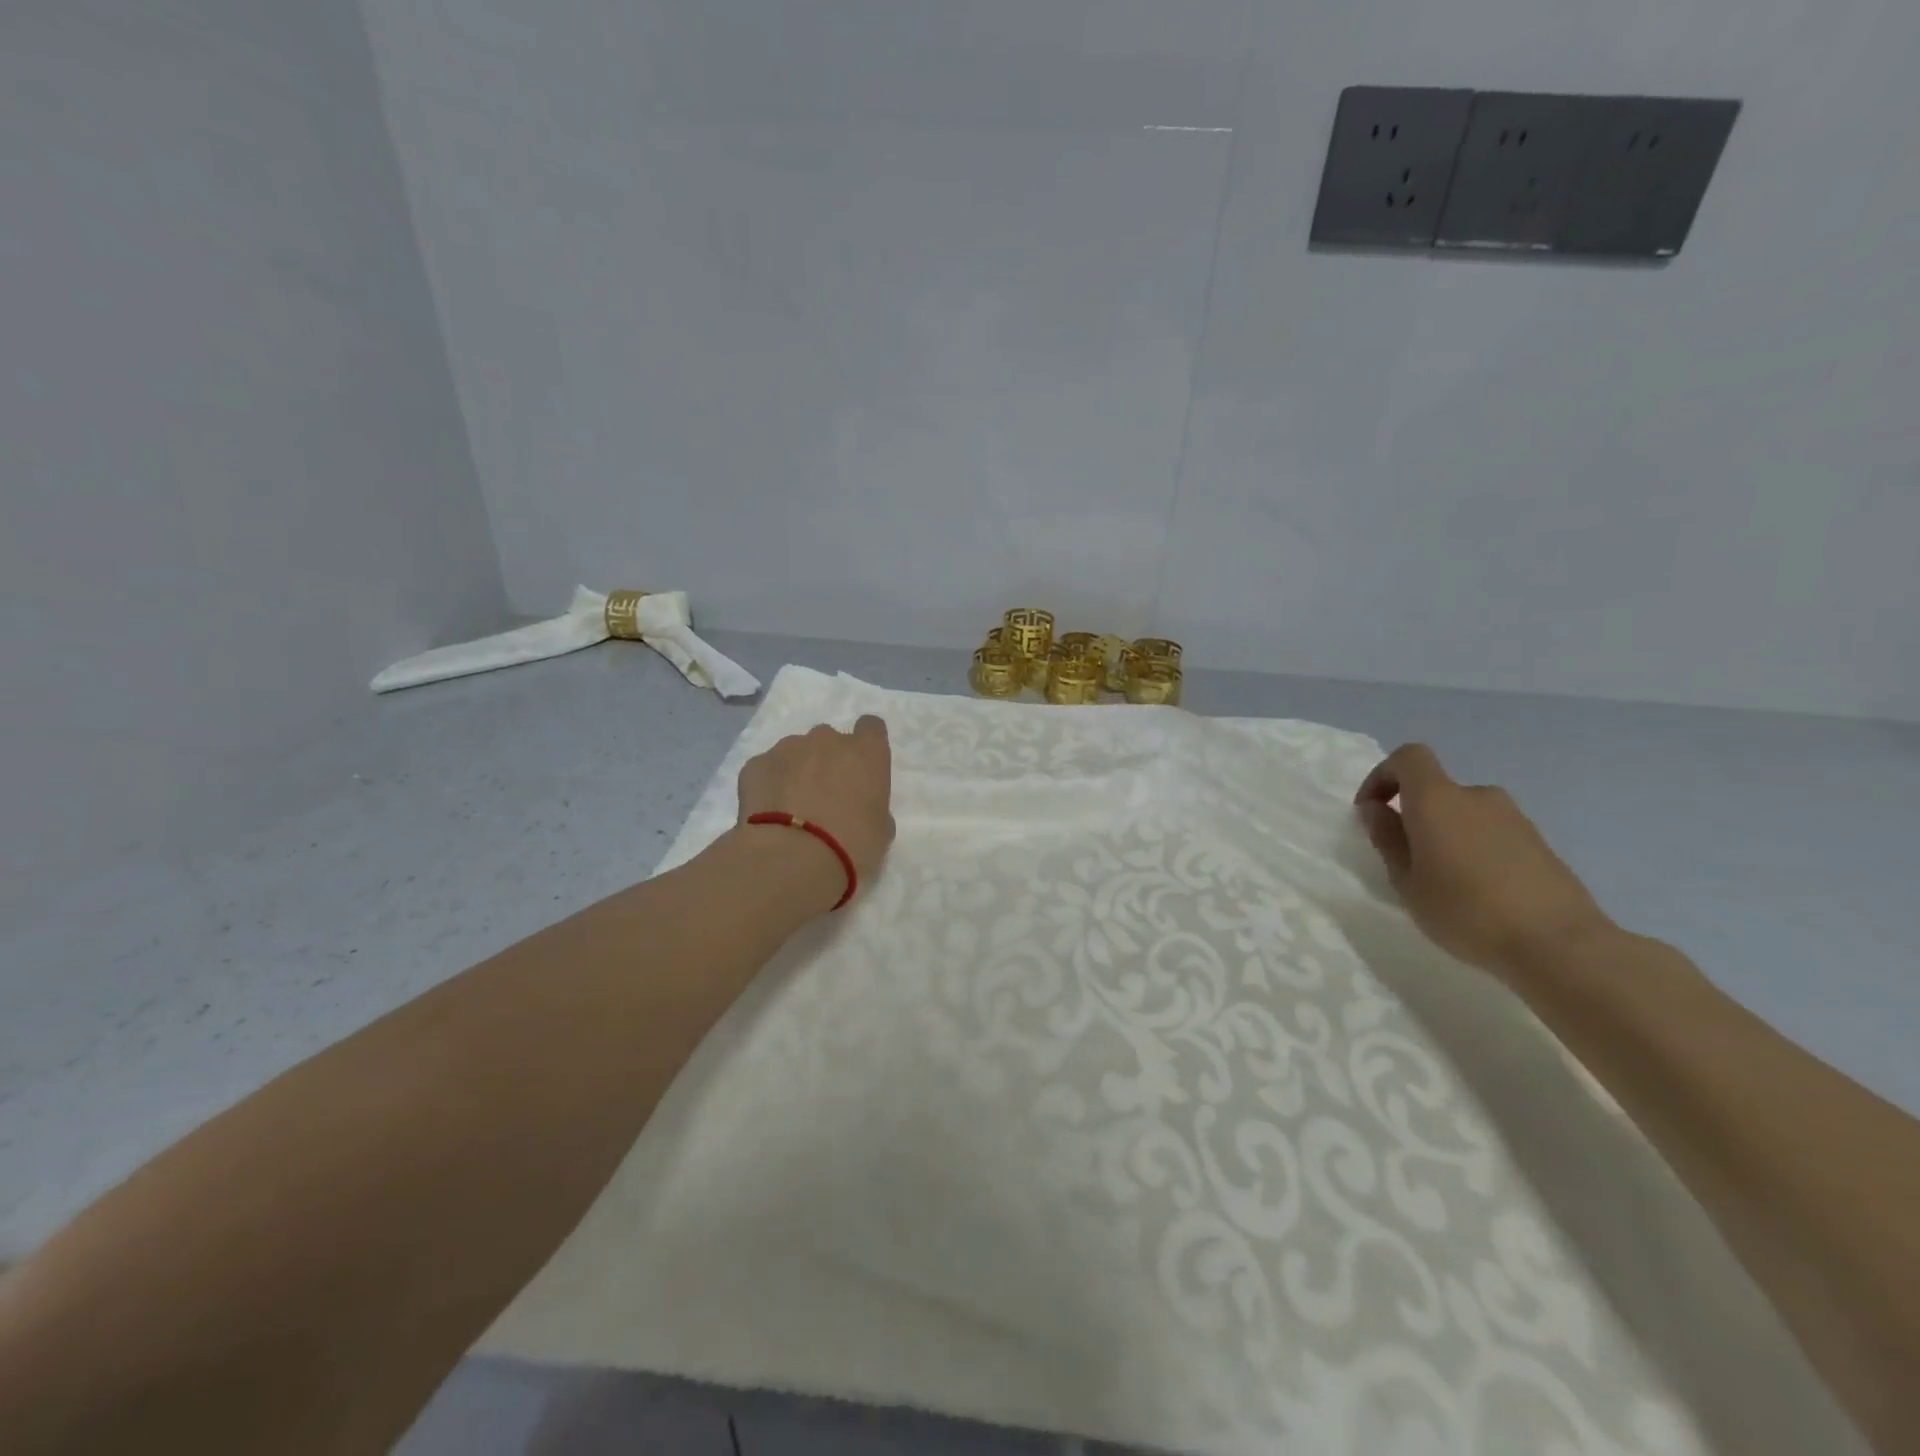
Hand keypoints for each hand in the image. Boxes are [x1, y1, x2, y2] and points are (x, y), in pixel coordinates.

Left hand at [736, 716, 896, 904]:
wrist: (791, 858)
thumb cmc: (850, 846)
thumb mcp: (881, 831)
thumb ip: (872, 806)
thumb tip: (859, 806)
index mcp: (866, 752)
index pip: (871, 728)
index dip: (866, 746)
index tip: (861, 769)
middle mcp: (827, 740)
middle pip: (830, 740)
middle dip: (828, 761)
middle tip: (825, 796)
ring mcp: (787, 748)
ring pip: (796, 752)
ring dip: (797, 771)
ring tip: (792, 808)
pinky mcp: (755, 764)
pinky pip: (767, 769)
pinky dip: (769, 784)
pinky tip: (769, 813)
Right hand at [1354, 744, 1614, 980]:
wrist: (1560, 945)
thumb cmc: (1466, 911)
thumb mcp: (1406, 881)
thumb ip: (1388, 839)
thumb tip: (1376, 809)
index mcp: (1438, 799)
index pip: (1409, 758)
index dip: (1383, 776)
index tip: (1371, 811)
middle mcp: (1477, 797)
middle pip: (1436, 789)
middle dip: (1414, 815)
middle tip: (1406, 859)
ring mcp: (1515, 818)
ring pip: (1465, 814)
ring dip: (1446, 834)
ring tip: (1443, 880)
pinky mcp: (1540, 843)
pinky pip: (1492, 833)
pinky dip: (1475, 849)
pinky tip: (1478, 892)